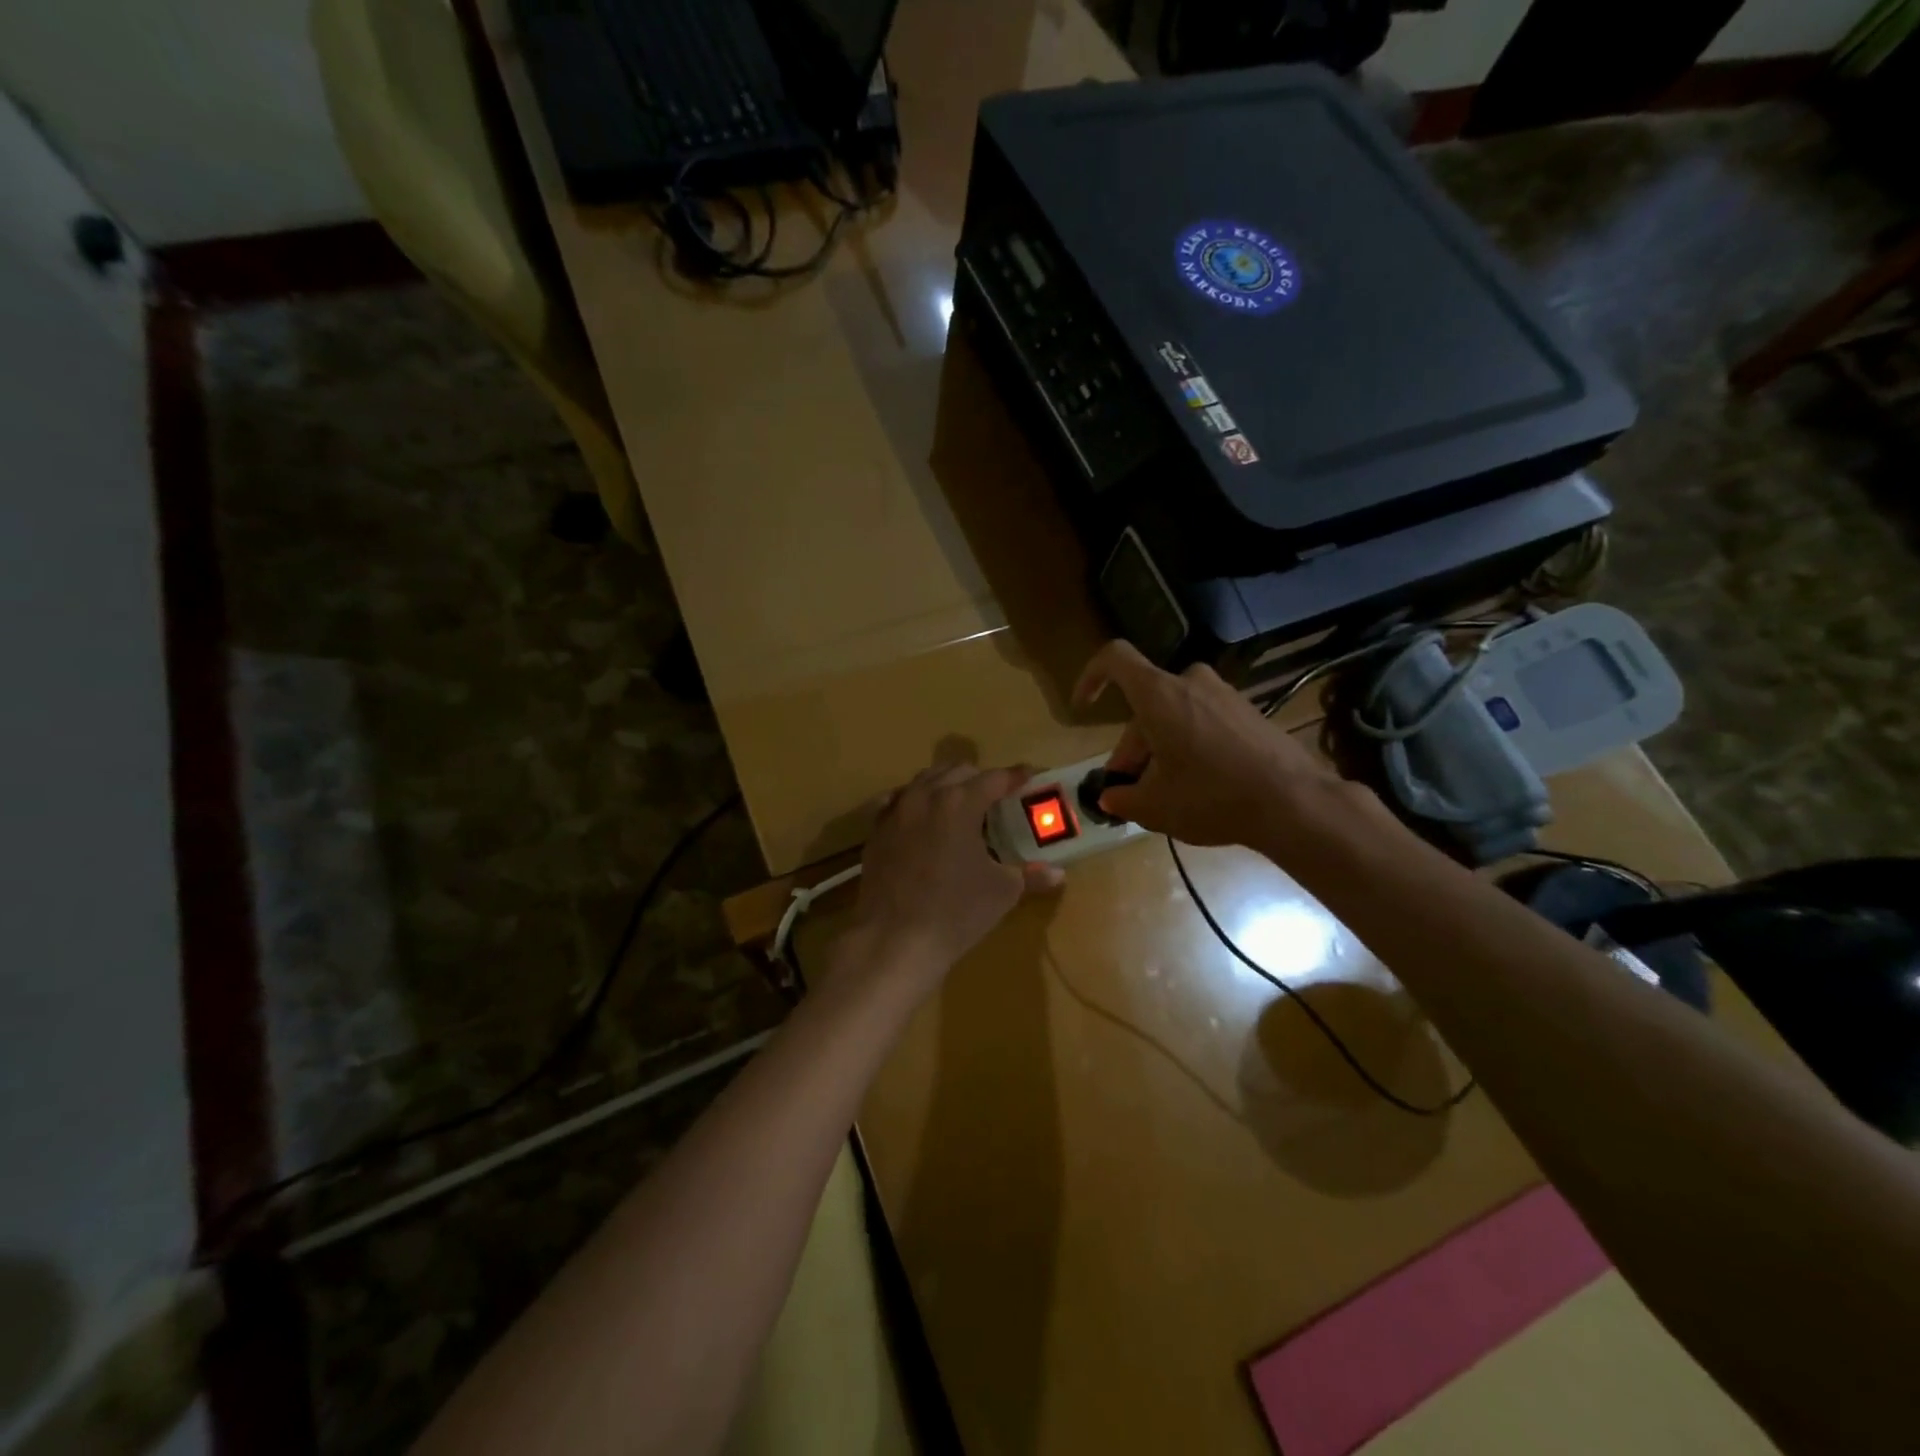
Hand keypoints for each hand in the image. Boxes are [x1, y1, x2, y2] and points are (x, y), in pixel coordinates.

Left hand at [847, 763, 1065, 984]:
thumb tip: (1058, 874)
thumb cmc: (956, 912)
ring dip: (947, 784)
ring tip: (962, 804)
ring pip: (924, 781)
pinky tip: (922, 817)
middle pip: (957, 771)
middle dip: (980, 778)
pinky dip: (915, 801)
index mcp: (960, 802)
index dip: (1015, 777)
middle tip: (997, 796)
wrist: (894, 940)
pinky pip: (897, 801)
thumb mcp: (1002, 892)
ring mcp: (896, 811)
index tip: (1029, 777)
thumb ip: (1031, 876)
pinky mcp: (876, 831)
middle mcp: (925, 796)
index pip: (994, 778)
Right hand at [1073, 641, 1352, 851]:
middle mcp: (1191, 682)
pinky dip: (1191, 745)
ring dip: (1160, 747)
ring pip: (1175, 714)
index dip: (1091, 677)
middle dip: (1132, 746)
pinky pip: (1205, 720)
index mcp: (1159, 695)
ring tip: (1163, 793)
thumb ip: (1123, 798)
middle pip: (1146, 704)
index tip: (1085, 707)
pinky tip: (1199, 785)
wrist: (1295, 802)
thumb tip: (1111, 798)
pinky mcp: (1249, 712)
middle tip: (1128, 788)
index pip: (1114, 659)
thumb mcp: (1155, 806)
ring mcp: (1225, 695)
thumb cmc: (1212, 797)